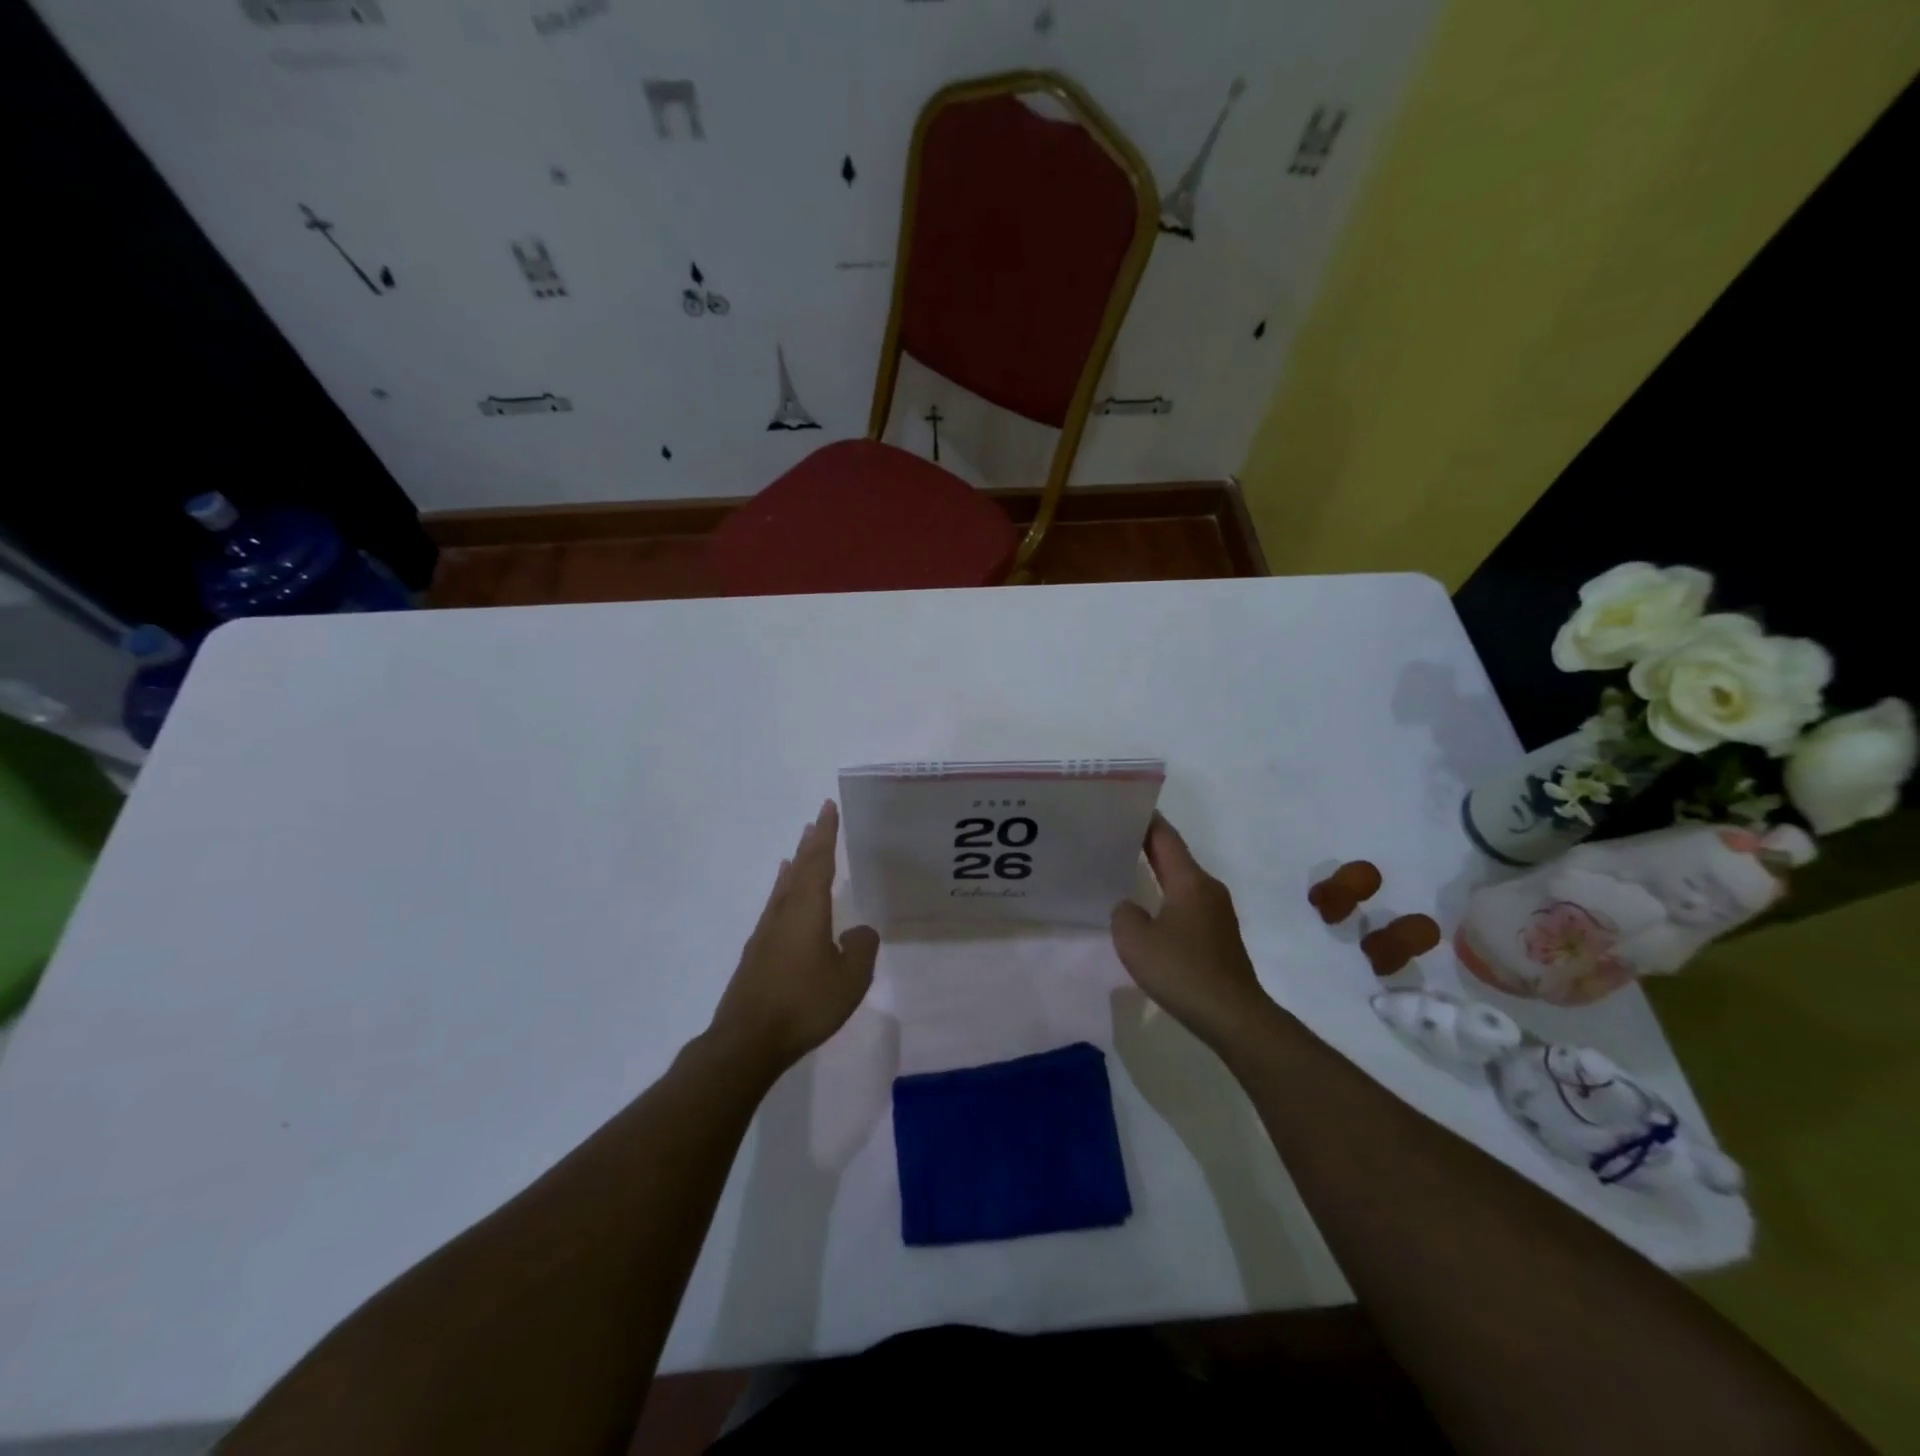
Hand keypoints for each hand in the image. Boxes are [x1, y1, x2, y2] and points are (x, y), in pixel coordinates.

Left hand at [710, 800, 880, 1073]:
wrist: (747, 1040)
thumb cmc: (803, 1004)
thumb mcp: (849, 979)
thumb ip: (860, 949)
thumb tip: (858, 932)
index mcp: (807, 910)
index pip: (819, 861)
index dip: (826, 834)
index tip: (827, 807)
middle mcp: (784, 912)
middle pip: (799, 868)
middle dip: (810, 843)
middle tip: (817, 820)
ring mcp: (766, 932)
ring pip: (784, 887)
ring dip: (796, 864)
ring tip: (800, 849)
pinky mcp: (757, 953)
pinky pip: (776, 906)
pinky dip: (784, 890)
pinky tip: (784, 898)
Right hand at [1110, 814, 1272, 1050]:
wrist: (1233, 1016)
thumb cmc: (1183, 971)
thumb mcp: (1135, 940)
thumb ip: (1124, 914)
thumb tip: (1129, 908)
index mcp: (1190, 881)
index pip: (1165, 837)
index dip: (1144, 820)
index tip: (1121, 807)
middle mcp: (1207, 889)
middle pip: (1174, 856)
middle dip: (1146, 844)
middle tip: (1113, 836)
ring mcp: (1217, 912)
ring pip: (1181, 881)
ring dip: (1156, 873)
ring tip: (1124, 870)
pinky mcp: (1218, 936)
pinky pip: (1187, 904)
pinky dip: (1166, 897)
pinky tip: (1148, 911)